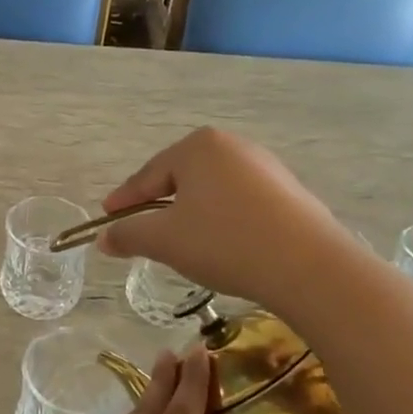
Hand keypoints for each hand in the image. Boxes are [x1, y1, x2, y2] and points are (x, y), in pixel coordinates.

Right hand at [94, 127, 343, 312]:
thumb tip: (104, 239)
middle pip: (180, 178)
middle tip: (142, 230)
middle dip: (159, 204)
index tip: (107, 217)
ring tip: (181, 242)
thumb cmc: (225, 241)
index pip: (148, 174)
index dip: (124, 199)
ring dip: (191, 214)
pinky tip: (222, 245)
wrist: (308, 266)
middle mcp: (232, 146)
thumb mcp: (164, 240)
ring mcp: (265, 167)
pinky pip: (240, 203)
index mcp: (198, 147)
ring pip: (211, 191)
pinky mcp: (289, 192)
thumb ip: (128, 234)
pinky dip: (222, 220)